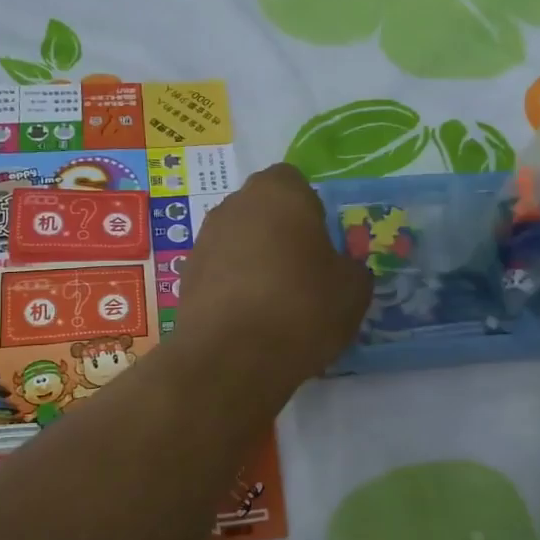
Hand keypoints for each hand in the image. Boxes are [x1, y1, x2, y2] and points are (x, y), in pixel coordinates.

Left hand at [177, 164, 372, 383]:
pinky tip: (249, 319)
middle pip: (262, 209)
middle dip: (280, 232)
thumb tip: (341, 269)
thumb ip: (350, 268)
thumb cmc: (302, 307)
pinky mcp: (185, 276)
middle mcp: (235, 205)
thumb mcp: (353, 290)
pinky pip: (219, 271)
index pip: (294, 182)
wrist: (232, 358)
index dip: (310, 209)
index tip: (322, 243)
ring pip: (238, 240)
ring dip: (254, 259)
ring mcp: (204, 240)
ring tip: (275, 301)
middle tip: (303, 271)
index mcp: (279, 192)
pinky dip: (233, 286)